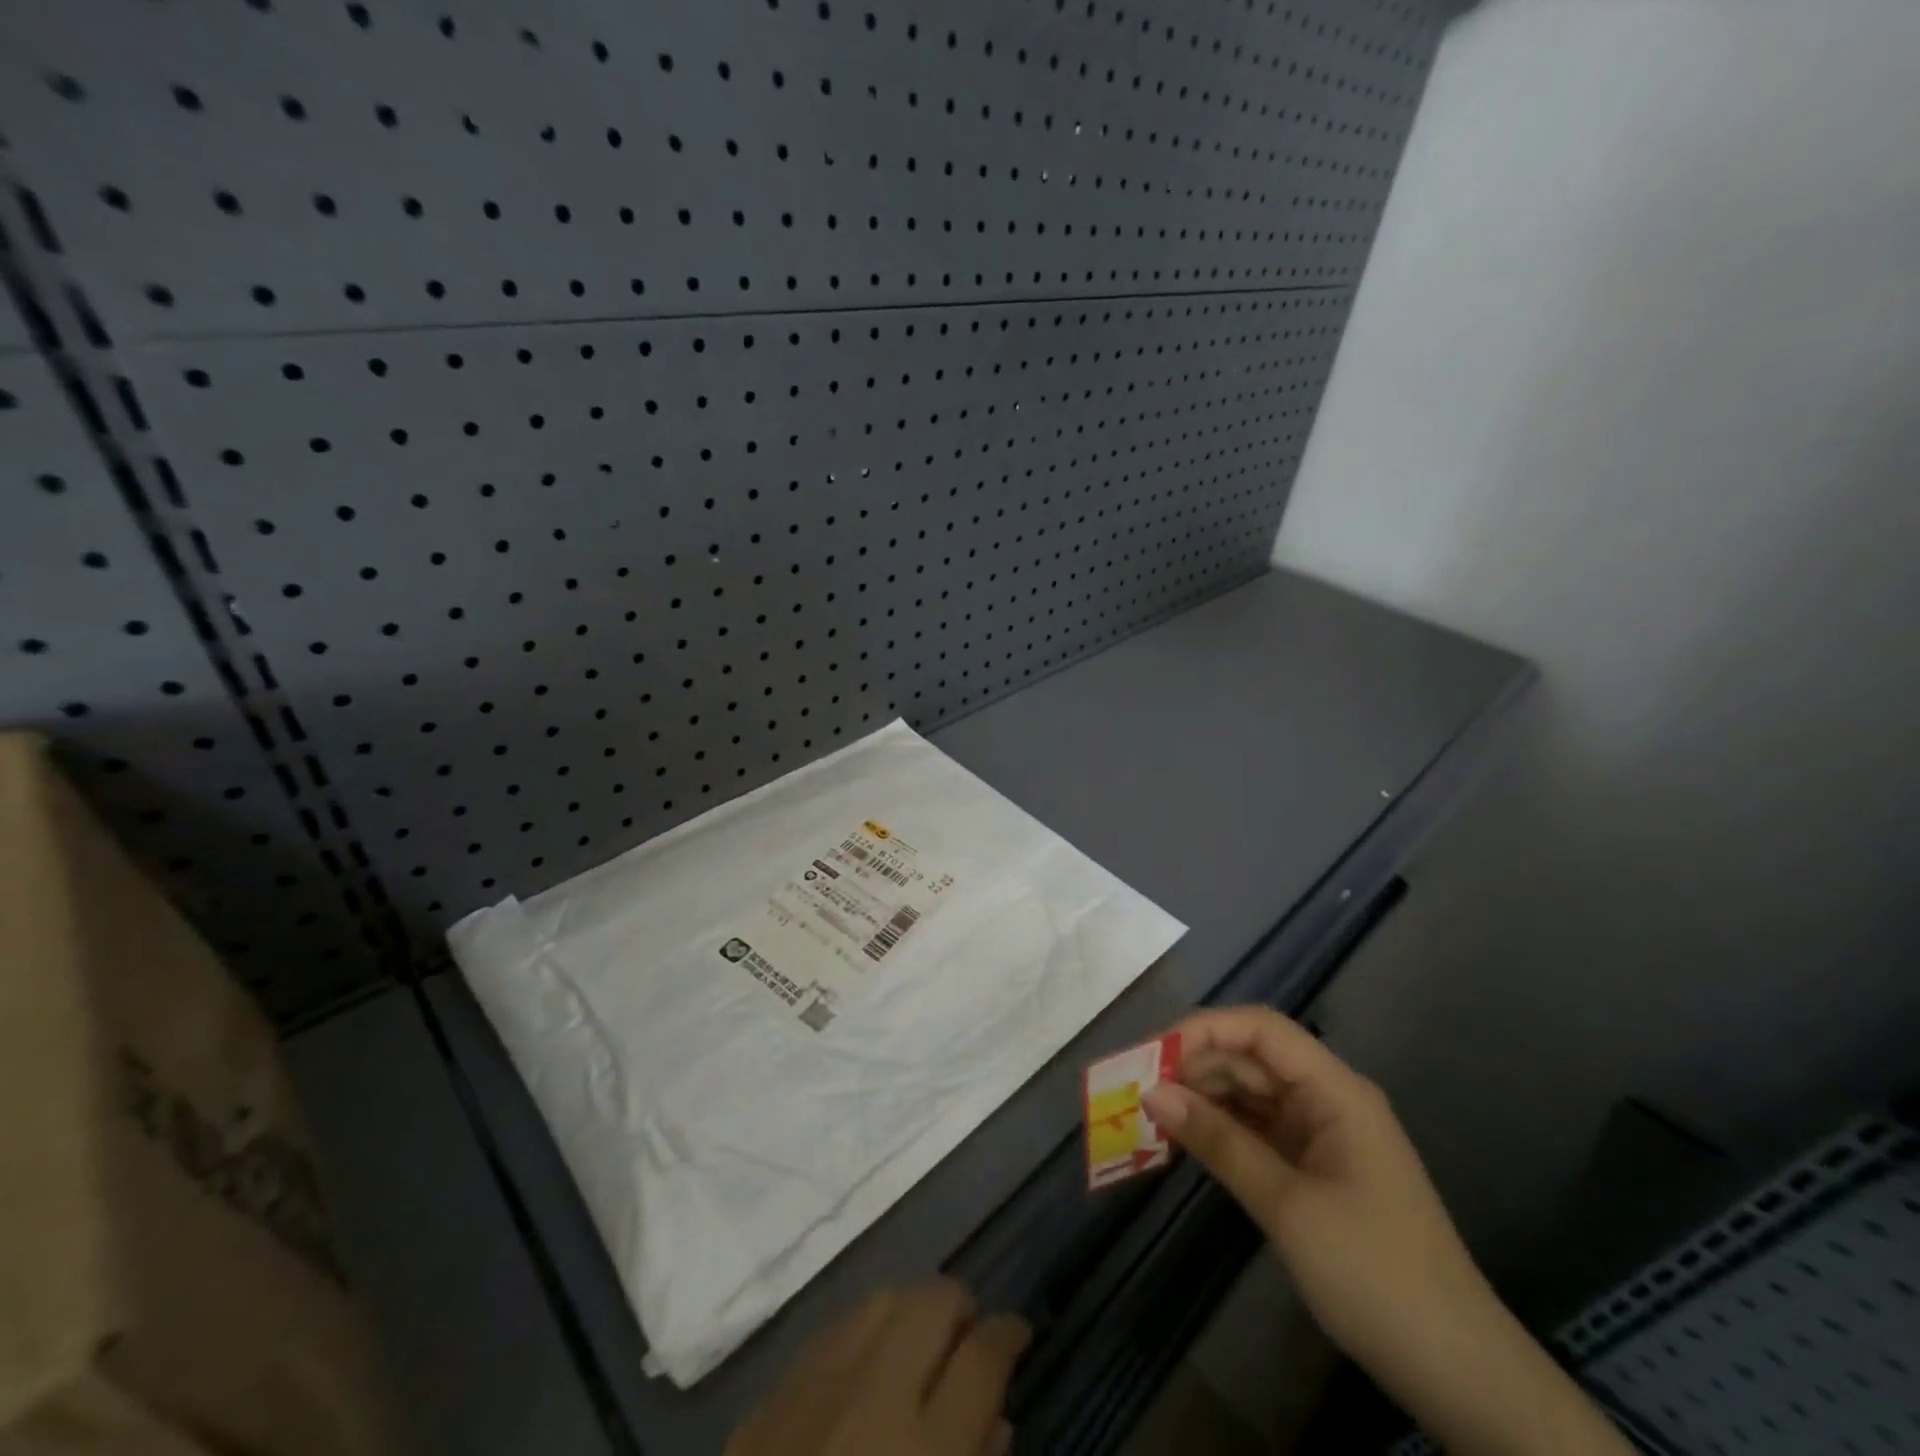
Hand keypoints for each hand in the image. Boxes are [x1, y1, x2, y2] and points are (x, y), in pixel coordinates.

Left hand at [727, 1280, 1027, 1455]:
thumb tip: (995, 1418)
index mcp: (927, 1451)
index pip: (983, 1356)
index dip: (1008, 1334)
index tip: (1017, 1332)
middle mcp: (873, 1398)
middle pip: (933, 1302)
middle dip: (960, 1308)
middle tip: (967, 1338)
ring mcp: (814, 1389)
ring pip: (881, 1300)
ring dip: (911, 1312)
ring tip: (919, 1344)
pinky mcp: (768, 1400)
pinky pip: (831, 1334)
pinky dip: (860, 1337)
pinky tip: (863, 1368)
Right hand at [1141, 1007, 1484, 1373]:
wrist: (1458, 1373)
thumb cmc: (1375, 1275)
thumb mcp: (1287, 1206)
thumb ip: (1219, 1141)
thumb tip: (1152, 1093)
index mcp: (1336, 1090)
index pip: (1261, 1030)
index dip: (1204, 1030)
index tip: (1153, 1055)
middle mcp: (1328, 1099)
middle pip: (1252, 1058)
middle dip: (1195, 1065)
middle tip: (1138, 1088)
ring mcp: (1323, 1134)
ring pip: (1251, 1093)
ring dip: (1203, 1097)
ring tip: (1151, 1113)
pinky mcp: (1315, 1167)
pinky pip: (1258, 1129)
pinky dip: (1222, 1129)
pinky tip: (1186, 1139)